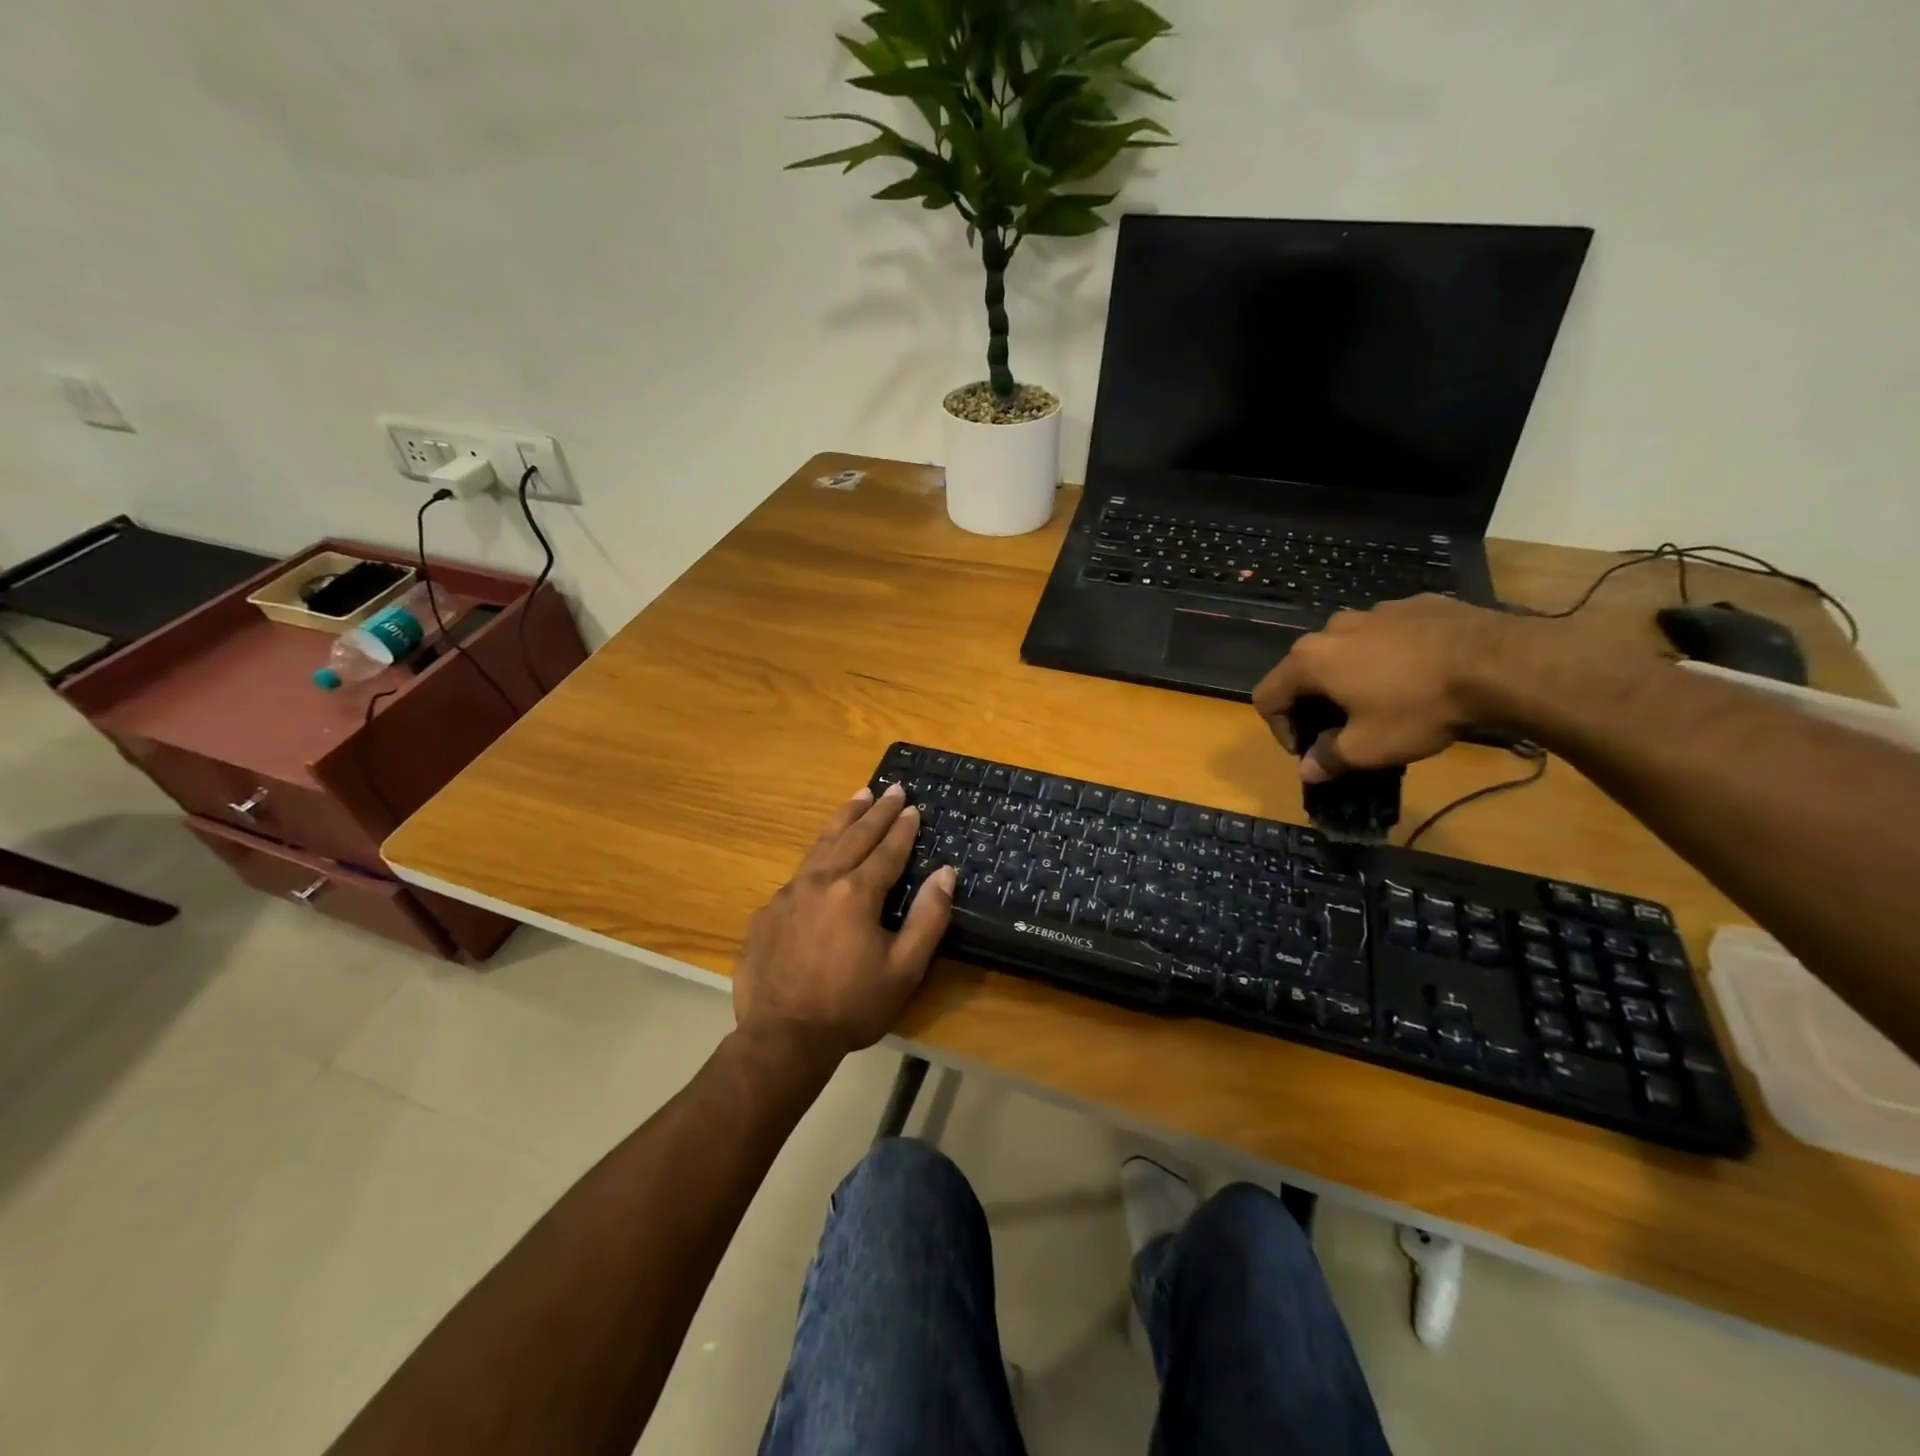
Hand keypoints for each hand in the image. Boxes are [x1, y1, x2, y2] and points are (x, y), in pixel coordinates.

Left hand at [733, 783, 956, 1063]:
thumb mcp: (904, 969)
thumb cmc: (851, 1006)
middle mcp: (821, 881)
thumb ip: (928, 917)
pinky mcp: (768, 911)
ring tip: (858, 797)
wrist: (781, 1037)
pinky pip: (799, 872)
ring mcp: (789, 894)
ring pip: (821, 844)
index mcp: (856, 893)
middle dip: (875, 811)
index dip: (902, 828)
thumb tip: (946, 873)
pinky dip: (817, 854)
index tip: (913, 806)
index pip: (886, 850)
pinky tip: (822, 855)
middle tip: (890, 788)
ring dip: (843, 819)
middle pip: (853, 836)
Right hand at [1252, 595, 1518, 780]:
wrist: (1501, 663)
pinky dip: (1391, 656)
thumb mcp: (1369, 747)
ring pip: (1347, 648)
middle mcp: (1334, 628)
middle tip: (1342, 730)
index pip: (1268, 695)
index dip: (1279, 729)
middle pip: (1305, 669)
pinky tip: (1421, 676)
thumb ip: (1329, 758)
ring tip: (1385, 700)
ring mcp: (1377, 611)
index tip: (1309, 751)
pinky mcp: (1418, 604)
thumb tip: (1307, 769)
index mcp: (1311, 659)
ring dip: (1352, 676)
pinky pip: (1389, 634)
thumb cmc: (1419, 708)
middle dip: (1315, 702)